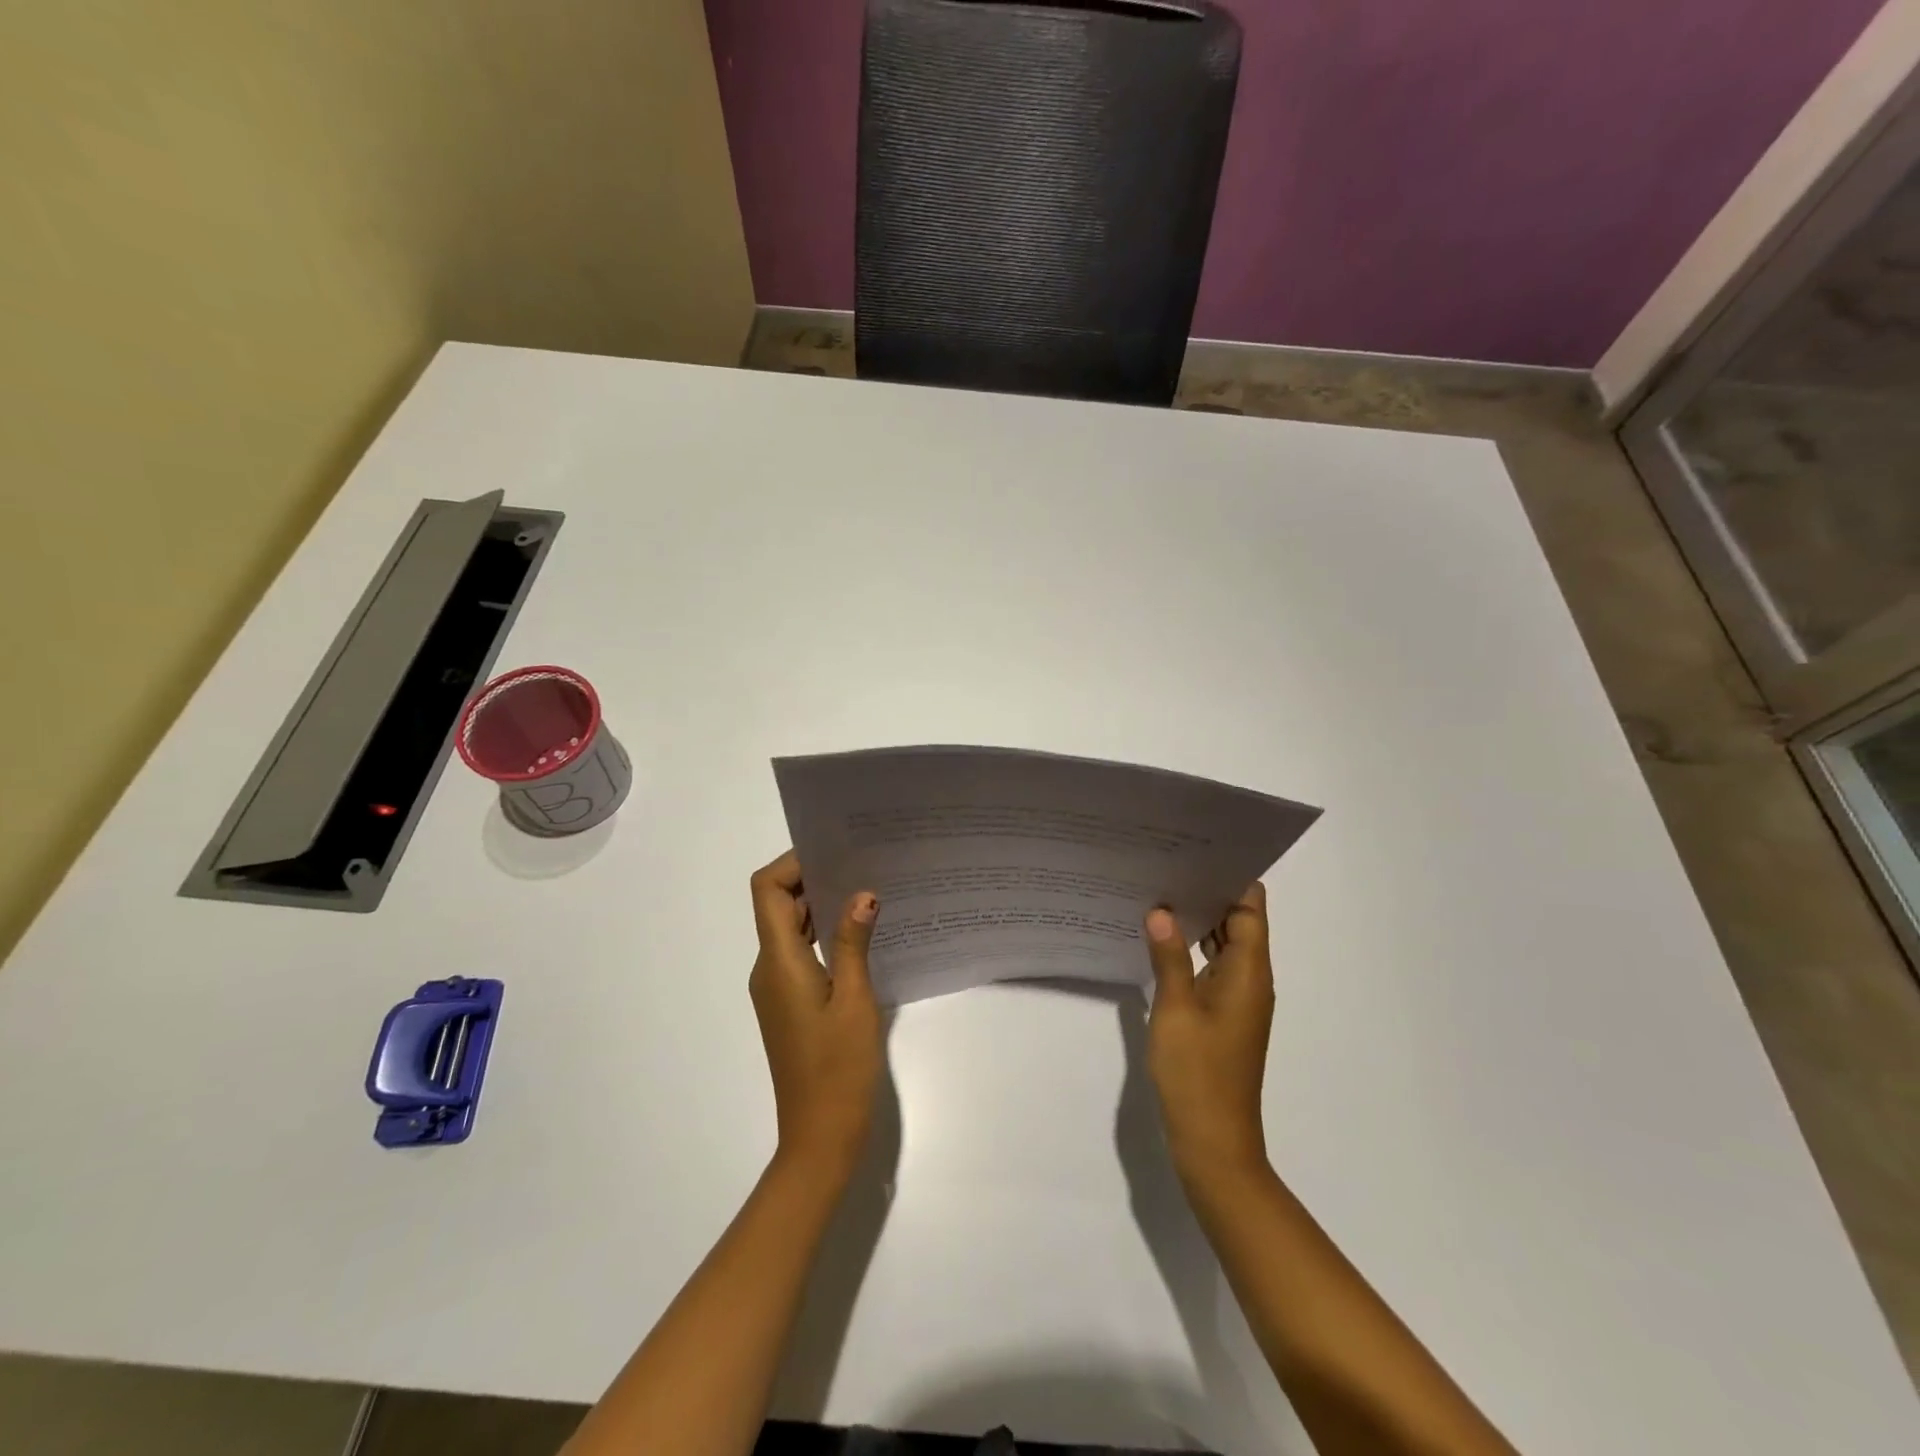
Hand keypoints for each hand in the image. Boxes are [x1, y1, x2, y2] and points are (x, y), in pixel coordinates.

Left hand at [748, 850, 882, 1177]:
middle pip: (776, 905)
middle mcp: (769, 969)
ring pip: (789, 929)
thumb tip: (862, 893)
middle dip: (812, 879)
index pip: (767, 891)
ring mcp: (777, 988)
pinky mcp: (789, 1004)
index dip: (793, 864)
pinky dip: (823, 935)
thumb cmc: (838, 1069)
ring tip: (866, 890)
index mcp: (778, 962)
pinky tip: (861, 935)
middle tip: (861, 863)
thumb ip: (855, 942)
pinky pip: (799, 953)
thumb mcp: (855, 1000)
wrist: (820, 1137)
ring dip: (820, 907)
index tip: (834, 853)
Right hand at [1143, 883, 1273, 1183]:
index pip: (1250, 908)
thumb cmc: (1197, 1072)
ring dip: (1199, 921)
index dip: (1230, 878)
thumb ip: (1168, 956)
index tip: (1197, 851)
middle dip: (1208, 893)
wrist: (1214, 1142)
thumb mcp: (1175, 1008)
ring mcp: (1238, 1000)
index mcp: (1249, 972)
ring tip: (1159, 891)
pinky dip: (1193, 949)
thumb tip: (1161, 909)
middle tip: (1166, 864)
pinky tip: (1161, 940)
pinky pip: (1213, 968)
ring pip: (1225, 945)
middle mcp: (1251, 980)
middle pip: (1239, 922)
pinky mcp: (1223, 1016)